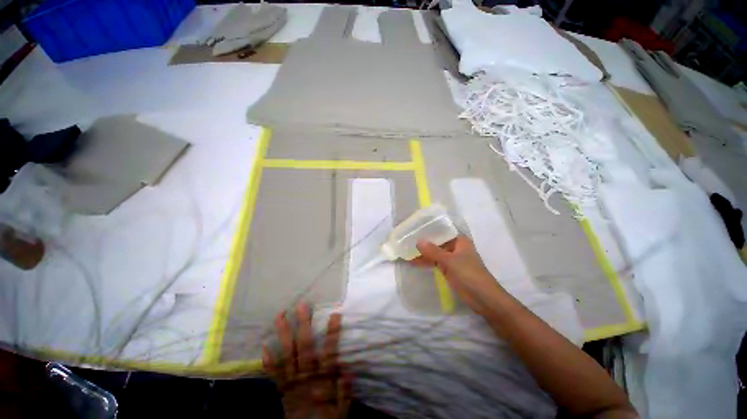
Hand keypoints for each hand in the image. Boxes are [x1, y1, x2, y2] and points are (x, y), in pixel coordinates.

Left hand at [263, 303, 350, 418]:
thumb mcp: (342, 412)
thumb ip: (345, 393)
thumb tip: (347, 371)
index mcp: (323, 382)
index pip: (329, 353)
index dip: (332, 333)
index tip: (335, 314)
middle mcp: (305, 378)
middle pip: (304, 348)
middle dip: (303, 325)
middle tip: (301, 306)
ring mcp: (290, 382)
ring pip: (287, 355)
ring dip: (283, 334)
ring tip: (280, 315)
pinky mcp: (281, 389)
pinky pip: (273, 373)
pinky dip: (268, 359)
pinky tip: (264, 344)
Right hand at [413, 235, 507, 315]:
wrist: (484, 299)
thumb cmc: (469, 274)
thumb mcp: (449, 261)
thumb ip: (433, 251)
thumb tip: (418, 241)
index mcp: (459, 241)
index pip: (442, 231)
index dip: (428, 229)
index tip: (414, 228)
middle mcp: (455, 247)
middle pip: (437, 242)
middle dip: (423, 242)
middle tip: (407, 239)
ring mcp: (452, 259)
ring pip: (435, 253)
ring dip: (423, 253)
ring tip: (406, 251)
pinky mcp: (449, 270)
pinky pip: (435, 262)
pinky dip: (426, 262)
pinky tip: (414, 262)